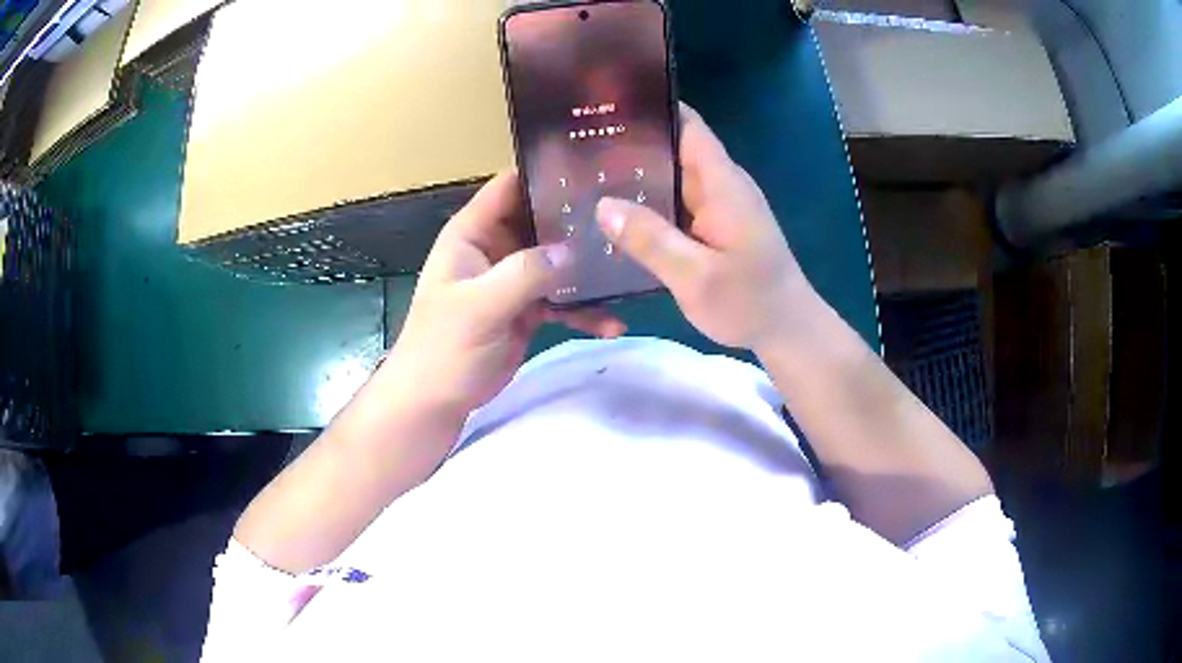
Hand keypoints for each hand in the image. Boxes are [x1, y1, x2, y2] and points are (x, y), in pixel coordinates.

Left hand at [385, 171, 624, 413]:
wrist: (436, 401)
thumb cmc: (443, 347)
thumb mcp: (478, 306)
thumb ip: (523, 273)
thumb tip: (572, 250)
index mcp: (474, 233)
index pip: (510, 187)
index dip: (545, 174)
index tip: (592, 170)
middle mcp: (496, 249)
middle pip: (542, 220)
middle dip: (579, 220)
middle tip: (626, 218)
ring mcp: (514, 280)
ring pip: (558, 261)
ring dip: (588, 268)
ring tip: (629, 270)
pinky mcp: (528, 310)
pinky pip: (563, 301)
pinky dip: (585, 311)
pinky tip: (612, 324)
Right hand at [595, 103, 814, 350]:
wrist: (785, 330)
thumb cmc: (749, 302)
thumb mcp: (697, 277)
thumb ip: (652, 240)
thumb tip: (602, 205)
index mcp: (722, 184)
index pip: (688, 126)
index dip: (653, 108)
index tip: (607, 103)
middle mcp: (719, 185)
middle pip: (673, 148)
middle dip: (630, 142)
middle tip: (575, 144)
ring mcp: (715, 206)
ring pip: (669, 177)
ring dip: (633, 174)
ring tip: (580, 172)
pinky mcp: (711, 226)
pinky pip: (673, 203)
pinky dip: (645, 202)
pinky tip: (610, 211)